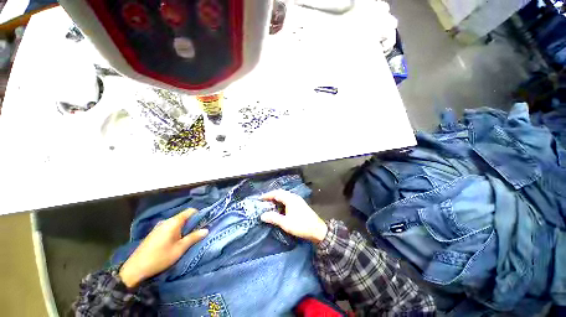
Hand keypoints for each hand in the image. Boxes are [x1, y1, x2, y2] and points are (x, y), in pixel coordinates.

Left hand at [119, 209, 207, 288]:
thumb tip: (206, 230)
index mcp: (173, 222)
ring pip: (177, 222)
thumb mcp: (180, 249)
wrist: (134, 269)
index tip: (205, 222)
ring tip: (190, 237)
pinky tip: (177, 240)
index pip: (190, 211)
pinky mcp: (155, 233)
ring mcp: (159, 226)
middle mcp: (166, 221)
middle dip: (193, 223)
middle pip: (184, 216)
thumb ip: (193, 238)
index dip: (199, 214)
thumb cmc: (160, 257)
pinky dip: (177, 231)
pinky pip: (170, 227)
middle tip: (199, 231)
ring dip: (185, 228)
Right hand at [260, 190, 327, 243]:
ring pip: (285, 195)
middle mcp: (294, 196)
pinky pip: (288, 198)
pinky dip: (282, 200)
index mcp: (290, 199)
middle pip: (281, 193)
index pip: (276, 193)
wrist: (317, 230)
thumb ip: (274, 218)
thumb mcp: (286, 223)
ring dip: (277, 198)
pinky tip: (280, 207)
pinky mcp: (300, 203)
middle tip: (264, 200)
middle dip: (272, 195)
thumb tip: (262, 215)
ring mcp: (298, 199)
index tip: (260, 198)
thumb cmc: (301, 225)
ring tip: (270, 203)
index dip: (268, 195)